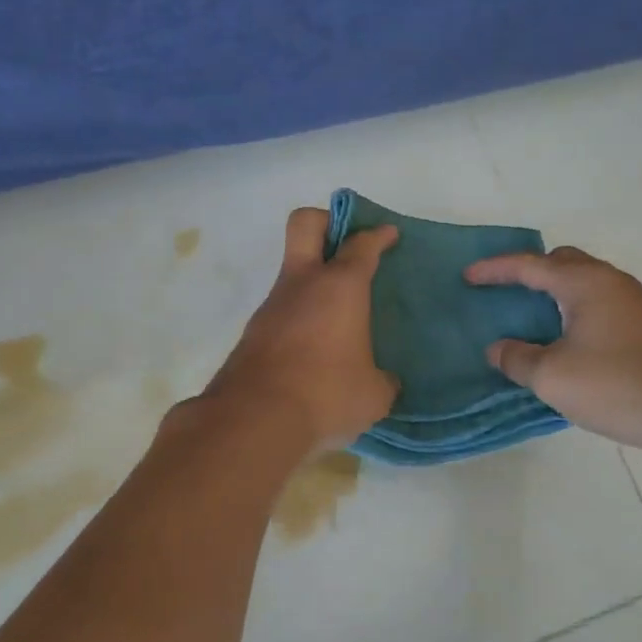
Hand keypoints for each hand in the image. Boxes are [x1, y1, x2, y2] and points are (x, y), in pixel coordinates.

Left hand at [204, 208, 399, 450]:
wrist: (254, 419)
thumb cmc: (326, 394)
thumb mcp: (372, 394)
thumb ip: (382, 380)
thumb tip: (382, 381)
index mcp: (340, 287)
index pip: (361, 245)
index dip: (377, 235)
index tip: (388, 234)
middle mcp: (302, 284)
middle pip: (306, 224)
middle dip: (327, 221)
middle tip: (346, 243)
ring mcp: (272, 306)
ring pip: (292, 272)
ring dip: (313, 280)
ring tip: (338, 315)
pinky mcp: (253, 333)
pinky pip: (282, 310)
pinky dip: (300, 316)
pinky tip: (314, 348)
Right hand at [465, 247, 641, 456]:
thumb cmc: (617, 385)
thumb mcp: (552, 376)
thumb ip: (517, 358)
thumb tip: (498, 348)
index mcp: (583, 283)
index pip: (529, 265)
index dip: (495, 269)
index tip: (467, 276)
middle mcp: (610, 281)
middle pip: (562, 262)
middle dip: (528, 271)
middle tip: (504, 291)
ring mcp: (633, 302)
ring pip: (583, 281)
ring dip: (553, 291)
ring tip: (529, 315)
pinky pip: (597, 301)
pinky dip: (572, 307)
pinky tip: (565, 337)